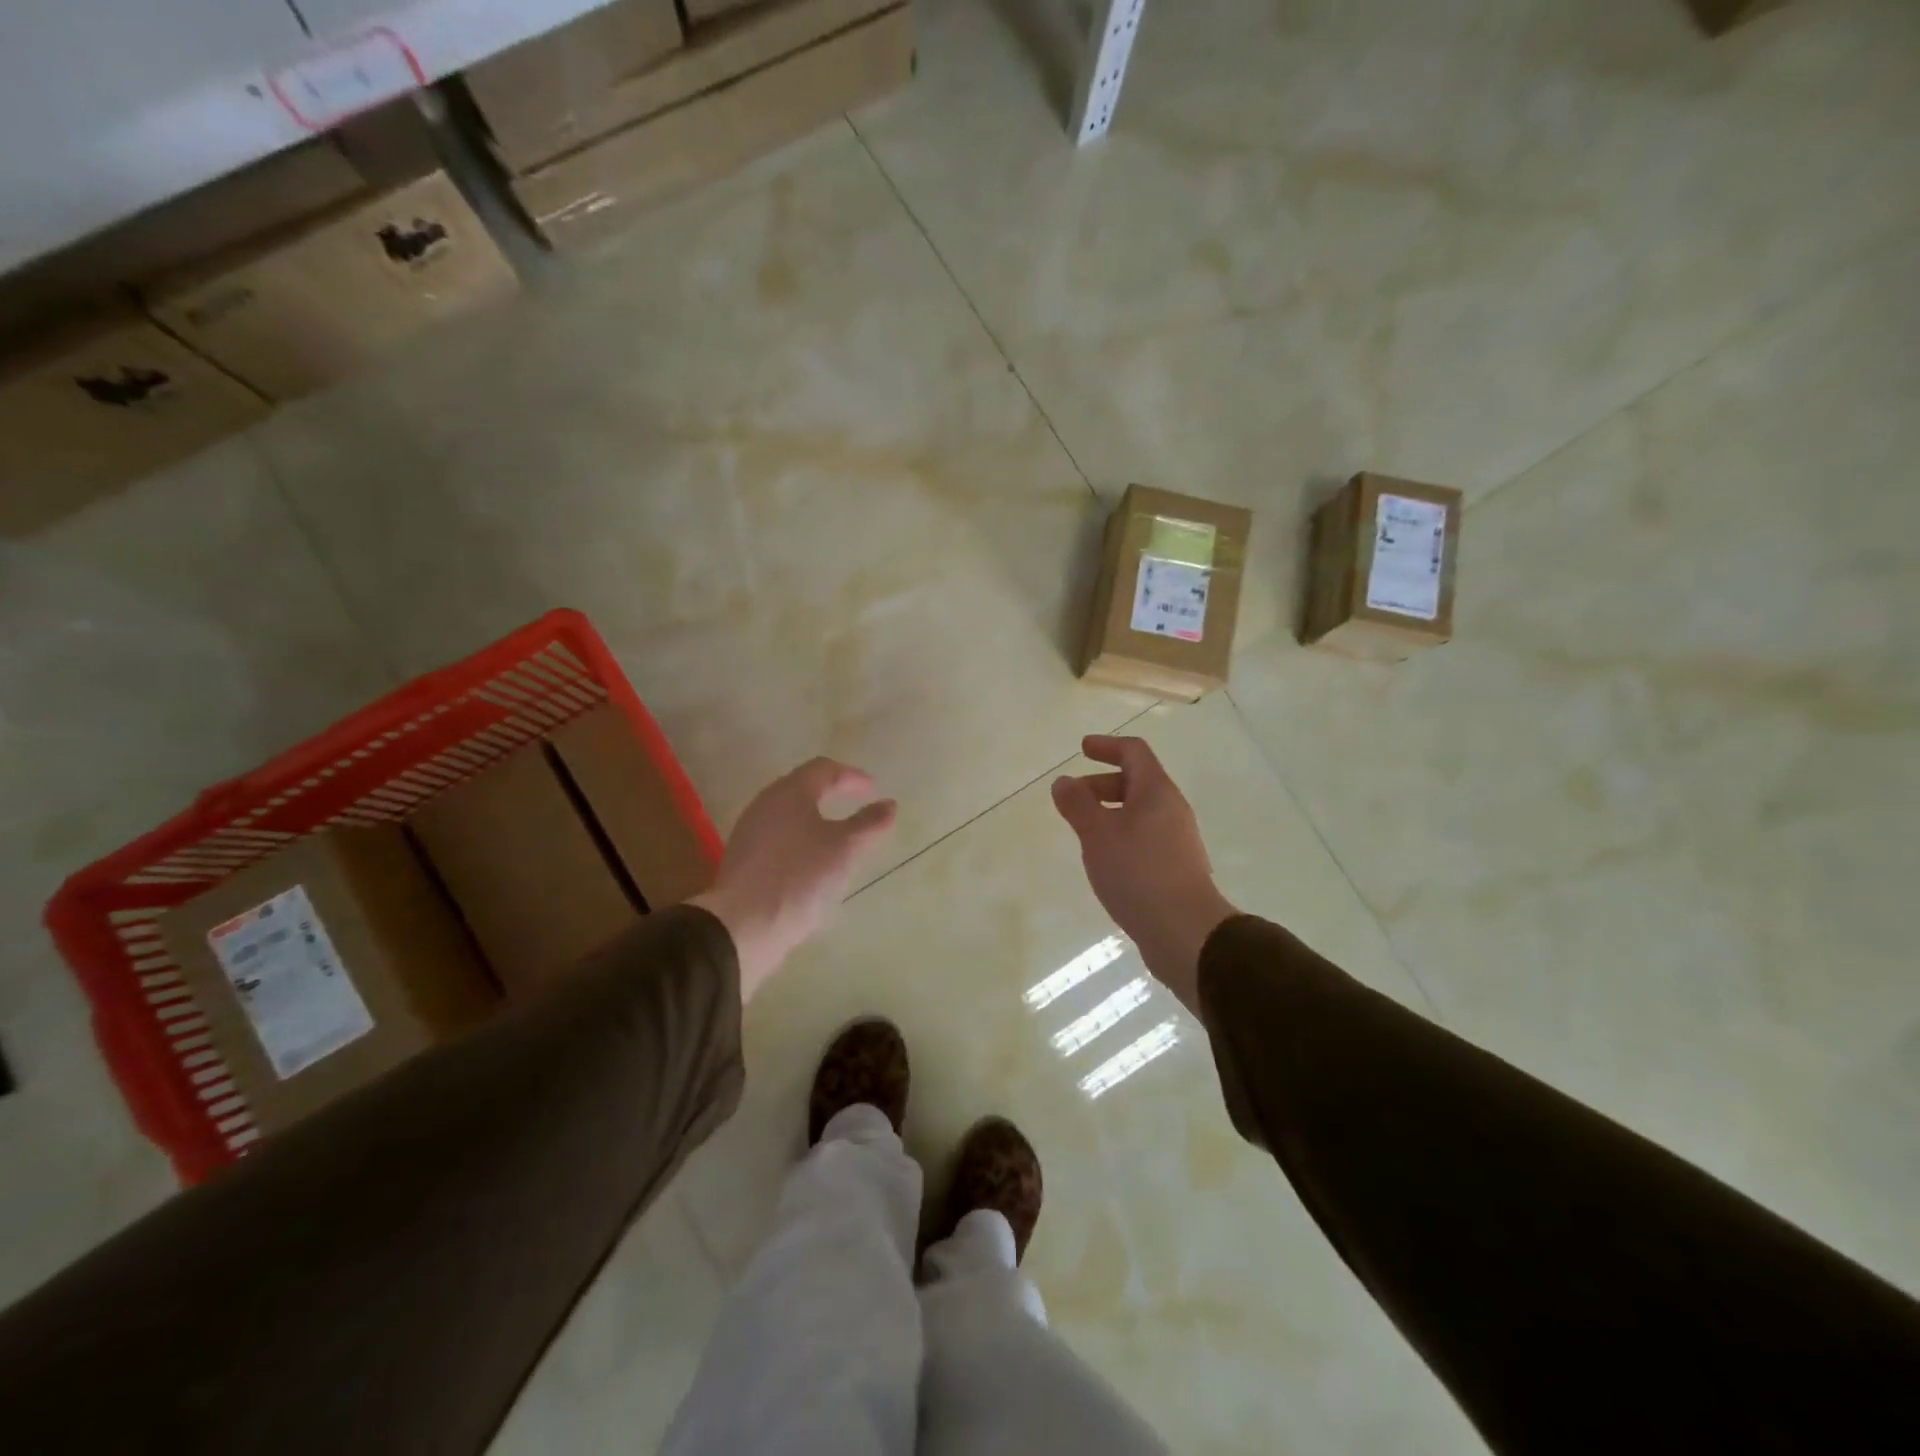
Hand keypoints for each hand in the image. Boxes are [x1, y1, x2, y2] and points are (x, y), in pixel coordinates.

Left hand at [690, 758, 896, 1000]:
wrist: (742, 926)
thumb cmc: (800, 876)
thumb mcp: (845, 849)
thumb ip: (869, 824)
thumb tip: (889, 804)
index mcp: (790, 792)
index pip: (824, 769)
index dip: (852, 776)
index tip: (874, 790)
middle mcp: (765, 804)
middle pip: (802, 788)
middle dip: (831, 793)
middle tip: (856, 805)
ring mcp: (750, 832)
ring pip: (788, 814)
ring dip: (815, 819)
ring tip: (838, 837)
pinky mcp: (744, 860)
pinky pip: (778, 839)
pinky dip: (801, 841)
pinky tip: (812, 863)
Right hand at [1051, 735, 1237, 1011]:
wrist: (1185, 932)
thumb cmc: (1138, 873)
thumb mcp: (1097, 834)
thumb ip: (1077, 804)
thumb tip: (1064, 781)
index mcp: (1156, 792)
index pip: (1134, 753)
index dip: (1107, 746)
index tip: (1082, 748)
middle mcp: (1171, 810)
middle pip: (1137, 782)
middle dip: (1102, 783)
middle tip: (1073, 798)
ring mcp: (1177, 841)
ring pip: (1140, 813)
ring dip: (1110, 813)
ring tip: (1084, 833)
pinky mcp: (1176, 868)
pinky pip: (1144, 838)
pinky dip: (1120, 837)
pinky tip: (1105, 862)